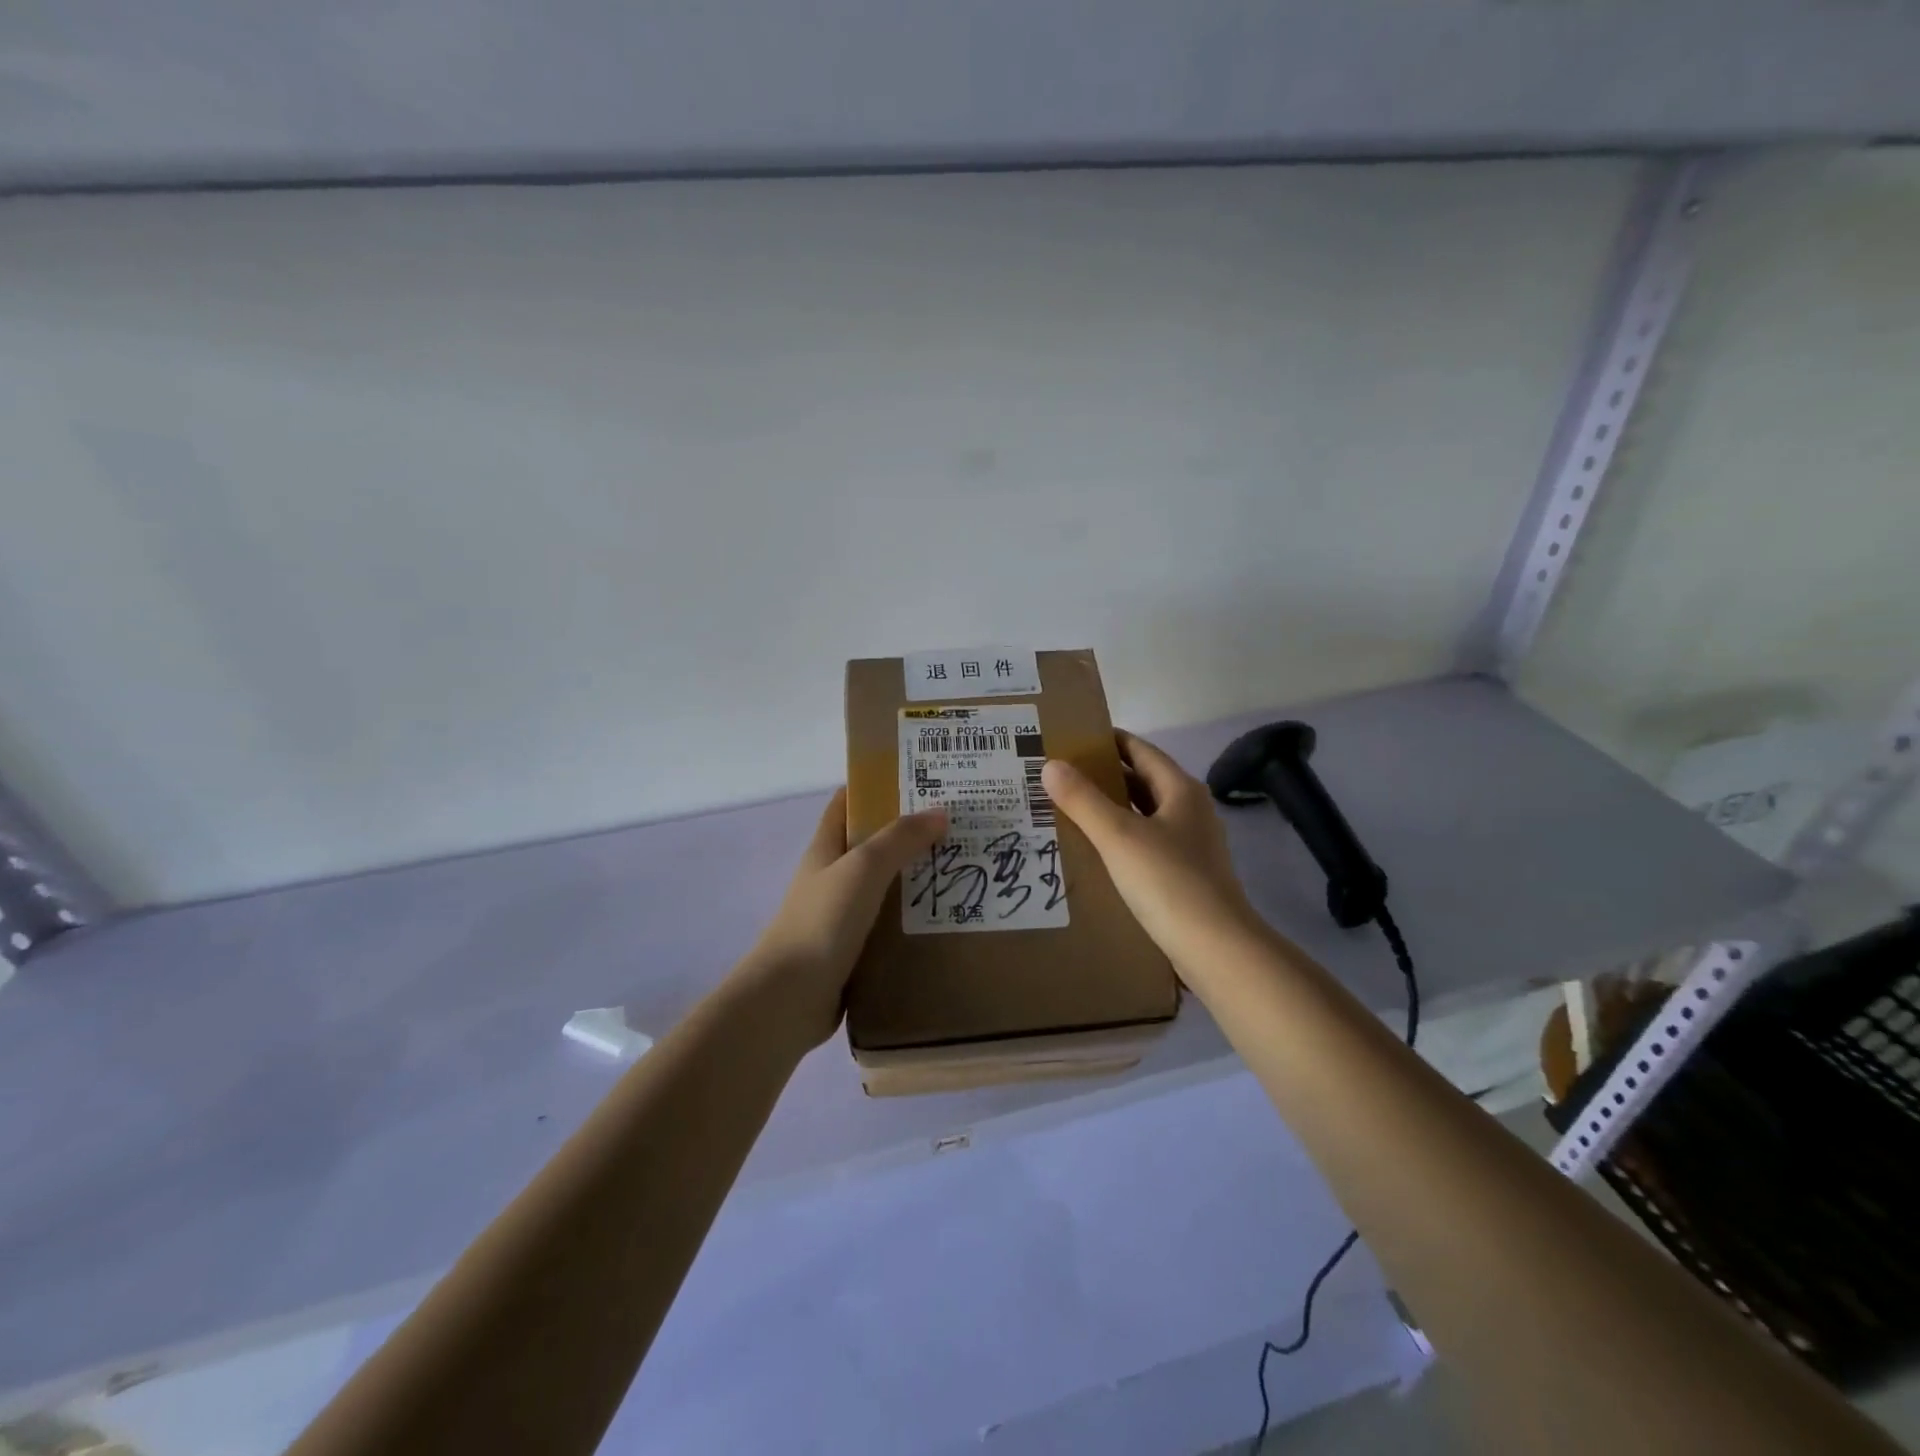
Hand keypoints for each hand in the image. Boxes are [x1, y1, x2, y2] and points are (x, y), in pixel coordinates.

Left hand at [743, 789, 947, 1048]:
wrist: (789, 998)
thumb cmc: (822, 923)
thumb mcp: (863, 869)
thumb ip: (899, 838)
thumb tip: (939, 811)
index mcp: (826, 849)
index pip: (847, 803)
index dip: (877, 786)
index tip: (920, 779)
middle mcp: (832, 877)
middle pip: (872, 844)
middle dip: (909, 832)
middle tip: (958, 825)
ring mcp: (841, 915)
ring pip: (884, 886)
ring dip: (916, 877)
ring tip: (963, 868)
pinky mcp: (853, 949)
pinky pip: (888, 924)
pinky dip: (913, 918)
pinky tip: (946, 918)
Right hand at [1041, 731, 1262, 976]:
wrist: (1216, 949)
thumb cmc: (1168, 882)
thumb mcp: (1118, 836)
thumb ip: (1083, 799)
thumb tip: (1051, 765)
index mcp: (1180, 790)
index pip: (1139, 750)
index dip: (1106, 741)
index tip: (1069, 739)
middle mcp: (1189, 810)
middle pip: (1141, 781)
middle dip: (1102, 776)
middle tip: (1057, 776)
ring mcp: (1190, 845)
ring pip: (1142, 815)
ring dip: (1109, 809)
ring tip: (1066, 809)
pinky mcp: (1184, 875)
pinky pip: (1145, 844)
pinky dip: (1119, 839)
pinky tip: (1093, 851)